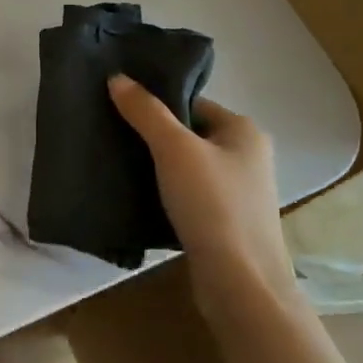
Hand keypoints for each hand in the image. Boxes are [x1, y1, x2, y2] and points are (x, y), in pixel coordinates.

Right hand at [107, 74, 297, 314]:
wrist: (241, 285)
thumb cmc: (213, 205)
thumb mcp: (174, 149)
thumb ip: (145, 111)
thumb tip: (117, 77)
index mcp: (244, 130)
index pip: (192, 102)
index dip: (157, 104)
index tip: (120, 109)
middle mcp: (248, 157)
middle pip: (189, 133)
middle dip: (154, 136)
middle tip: (114, 135)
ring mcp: (240, 193)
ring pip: (188, 167)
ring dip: (158, 167)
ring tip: (119, 164)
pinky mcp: (227, 223)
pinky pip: (190, 196)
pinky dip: (166, 194)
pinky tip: (138, 197)